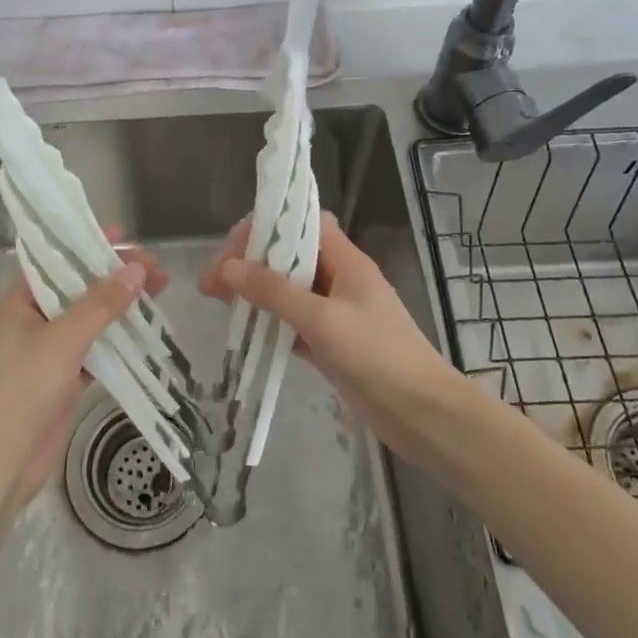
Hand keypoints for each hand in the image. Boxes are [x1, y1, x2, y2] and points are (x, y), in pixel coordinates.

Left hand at [0, 240, 167, 514]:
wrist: (2, 461)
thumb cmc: (23, 388)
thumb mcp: (64, 338)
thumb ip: (102, 304)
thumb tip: (137, 269)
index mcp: (20, 301)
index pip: (55, 259)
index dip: (86, 243)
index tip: (123, 235)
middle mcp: (33, 319)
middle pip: (78, 286)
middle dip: (114, 275)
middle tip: (154, 269)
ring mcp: (49, 350)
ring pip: (90, 317)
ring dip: (120, 306)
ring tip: (158, 292)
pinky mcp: (64, 377)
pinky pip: (96, 348)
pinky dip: (118, 339)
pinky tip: (146, 332)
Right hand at [200, 213, 466, 472]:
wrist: (423, 415)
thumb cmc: (377, 356)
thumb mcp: (322, 320)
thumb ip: (275, 292)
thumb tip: (228, 267)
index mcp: (346, 261)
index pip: (303, 223)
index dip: (267, 226)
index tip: (232, 248)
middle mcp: (340, 280)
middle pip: (290, 256)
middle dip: (252, 262)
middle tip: (214, 282)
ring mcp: (336, 313)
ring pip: (289, 291)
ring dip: (257, 293)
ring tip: (219, 302)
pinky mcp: (331, 344)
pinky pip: (293, 323)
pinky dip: (270, 324)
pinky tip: (244, 332)